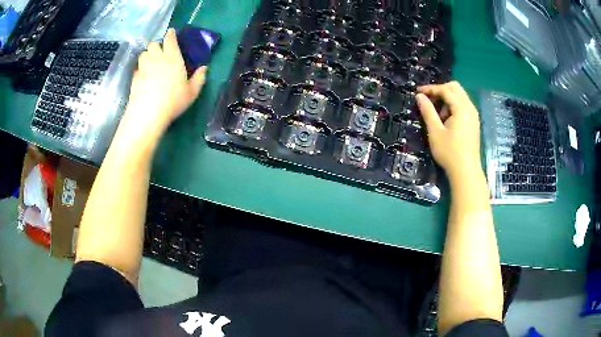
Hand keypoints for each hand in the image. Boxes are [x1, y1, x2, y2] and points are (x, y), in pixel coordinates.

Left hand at [123, 28, 207, 136]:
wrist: (148, 114)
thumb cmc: (173, 101)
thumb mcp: (192, 92)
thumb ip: (199, 78)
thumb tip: (204, 67)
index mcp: (173, 57)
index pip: (170, 39)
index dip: (171, 34)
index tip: (171, 32)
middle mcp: (157, 58)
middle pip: (153, 44)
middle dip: (157, 45)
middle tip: (161, 52)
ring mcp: (143, 67)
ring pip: (144, 54)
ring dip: (148, 55)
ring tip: (151, 62)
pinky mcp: (134, 78)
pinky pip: (137, 67)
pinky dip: (141, 68)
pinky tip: (144, 76)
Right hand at [415, 82, 481, 179]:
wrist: (466, 171)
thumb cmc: (449, 152)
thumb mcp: (435, 131)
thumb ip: (427, 111)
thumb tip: (419, 96)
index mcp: (461, 108)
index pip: (446, 90)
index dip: (431, 89)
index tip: (417, 92)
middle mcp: (470, 108)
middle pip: (455, 88)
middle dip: (440, 90)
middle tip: (428, 99)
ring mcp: (474, 115)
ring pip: (460, 96)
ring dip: (447, 99)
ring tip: (438, 114)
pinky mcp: (474, 123)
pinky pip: (463, 106)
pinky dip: (453, 106)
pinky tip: (447, 119)